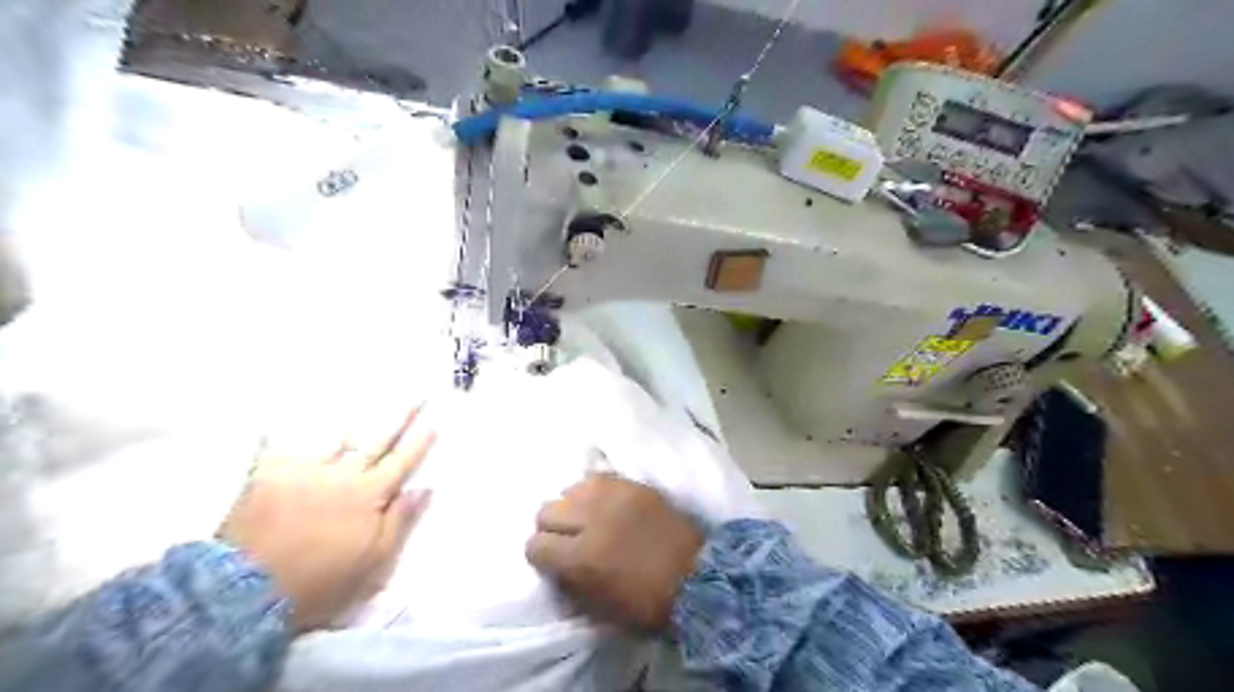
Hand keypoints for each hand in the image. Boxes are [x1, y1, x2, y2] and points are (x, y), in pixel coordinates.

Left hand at [215, 409, 432, 633]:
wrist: (244, 595)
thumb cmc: (320, 582)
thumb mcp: (373, 562)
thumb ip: (400, 522)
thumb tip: (424, 488)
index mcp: (369, 495)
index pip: (402, 462)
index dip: (420, 443)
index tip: (434, 422)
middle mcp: (341, 475)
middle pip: (377, 440)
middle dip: (400, 416)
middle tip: (415, 395)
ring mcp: (304, 471)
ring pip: (333, 437)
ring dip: (351, 418)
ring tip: (362, 398)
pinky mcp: (268, 477)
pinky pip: (277, 447)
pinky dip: (279, 433)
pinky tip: (276, 420)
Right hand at [528, 476, 702, 631]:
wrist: (698, 576)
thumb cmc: (648, 602)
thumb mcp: (599, 607)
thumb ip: (569, 581)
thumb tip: (553, 563)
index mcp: (581, 557)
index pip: (535, 545)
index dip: (541, 555)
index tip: (552, 560)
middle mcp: (590, 519)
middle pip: (546, 510)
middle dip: (552, 527)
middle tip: (568, 538)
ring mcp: (613, 496)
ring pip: (570, 489)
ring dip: (573, 506)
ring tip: (588, 518)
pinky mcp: (632, 484)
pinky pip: (598, 478)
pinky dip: (595, 491)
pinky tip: (605, 503)